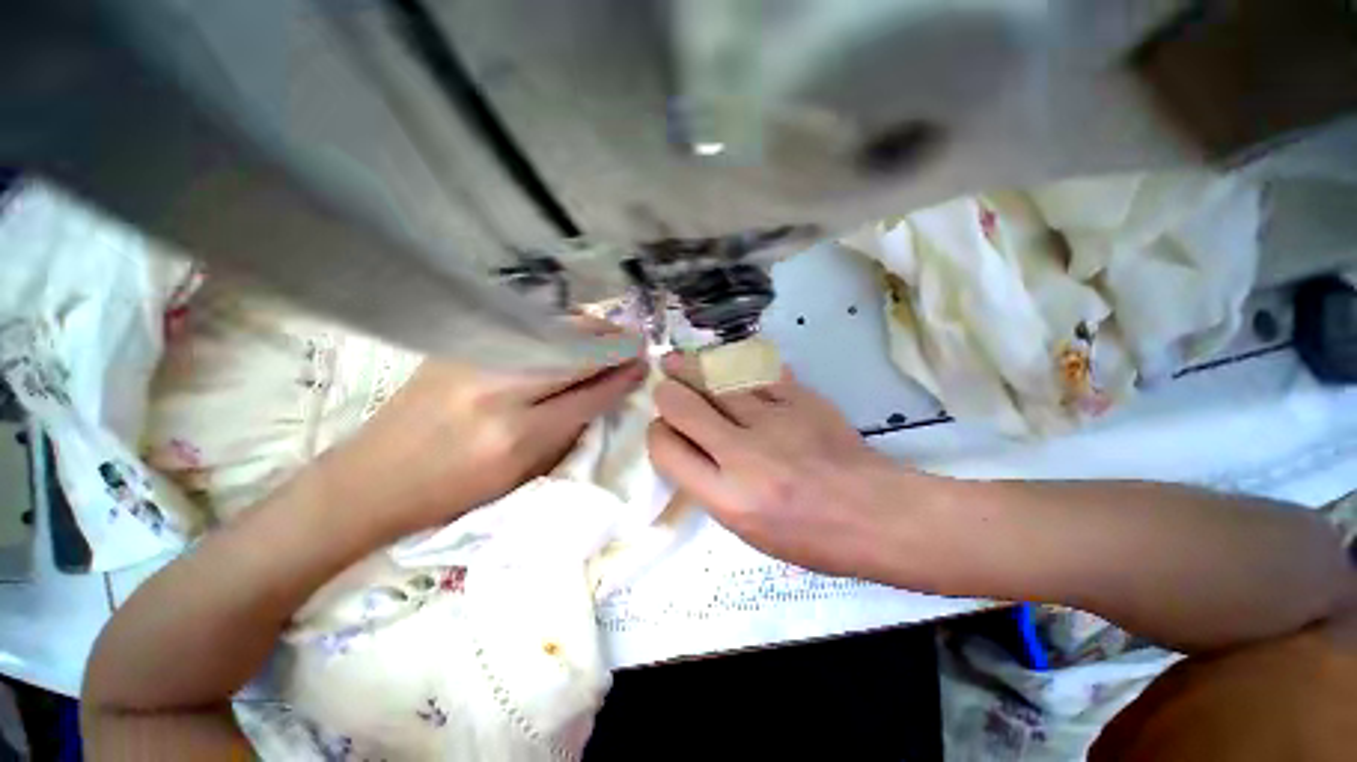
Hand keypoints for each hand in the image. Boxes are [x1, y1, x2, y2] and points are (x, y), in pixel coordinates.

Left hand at [318, 350, 646, 537]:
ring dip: (592, 329)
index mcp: (518, 437)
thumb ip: (569, 430)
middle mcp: (500, 391)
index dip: (620, 378)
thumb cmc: (455, 491)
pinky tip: (576, 329)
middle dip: (614, 345)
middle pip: (574, 355)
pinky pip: (525, 329)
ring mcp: (476, 361)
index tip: (643, 366)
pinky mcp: (460, 346)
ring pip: (553, 333)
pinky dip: (560, 327)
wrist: (373, 478)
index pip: (588, 395)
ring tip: (614, 333)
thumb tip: (606, 392)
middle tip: (638, 342)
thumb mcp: (522, 474)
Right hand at [647, 353, 925, 581]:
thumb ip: (710, 485)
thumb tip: (687, 444)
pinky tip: (725, 363)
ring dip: (692, 368)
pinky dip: (736, 366)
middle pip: (683, 406)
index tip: (664, 429)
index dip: (657, 434)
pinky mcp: (800, 398)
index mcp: (728, 498)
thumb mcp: (747, 529)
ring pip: (716, 380)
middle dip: (666, 393)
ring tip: (677, 360)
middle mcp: (744, 455)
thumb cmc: (811, 536)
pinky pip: (756, 371)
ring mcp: (774, 420)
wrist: (876, 513)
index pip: (667, 450)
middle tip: (665, 386)